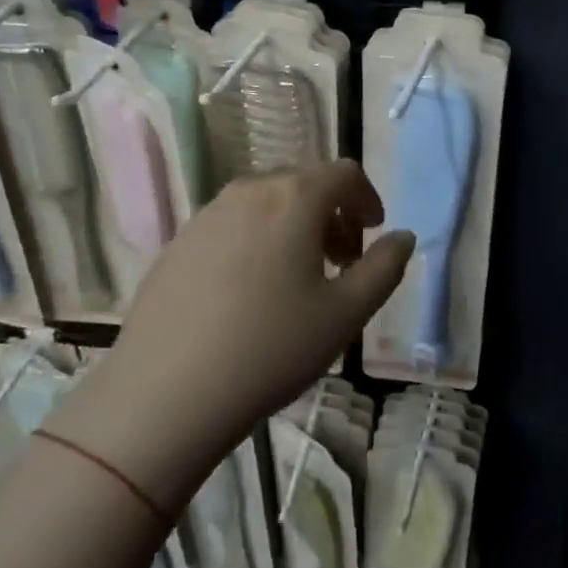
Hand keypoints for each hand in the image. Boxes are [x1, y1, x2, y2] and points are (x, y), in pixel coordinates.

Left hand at [47, 161, 413, 510]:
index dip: (367, 198)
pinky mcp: (177, 243)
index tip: (373, 234)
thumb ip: (385, 268)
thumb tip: (403, 237)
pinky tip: (249, 293)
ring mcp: (206, 214)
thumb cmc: (271, 348)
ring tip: (297, 278)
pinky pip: (231, 224)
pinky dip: (256, 239)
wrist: (165, 394)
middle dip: (332, 213)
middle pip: (304, 182)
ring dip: (294, 225)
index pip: (344, 173)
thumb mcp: (346, 313)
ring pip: (265, 202)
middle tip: (341, 261)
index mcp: (294, 197)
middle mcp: (248, 190)